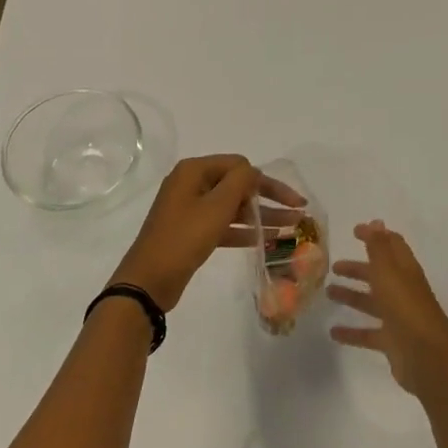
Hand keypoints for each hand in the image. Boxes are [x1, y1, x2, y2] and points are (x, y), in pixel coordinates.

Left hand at [110, 155, 304, 312]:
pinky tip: (268, 241)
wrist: (149, 281)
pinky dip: (244, 231)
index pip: (240, 166)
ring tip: (291, 229)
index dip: (268, 182)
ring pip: (233, 207)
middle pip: (238, 185)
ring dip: (261, 216)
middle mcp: (191, 184)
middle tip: (299, 213)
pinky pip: (224, 225)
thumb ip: (240, 182)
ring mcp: (190, 209)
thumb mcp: (216, 207)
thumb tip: (253, 171)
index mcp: (194, 170)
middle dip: (268, 199)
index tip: (292, 200)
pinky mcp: (192, 232)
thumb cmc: (183, 238)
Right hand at [329, 221, 447, 398]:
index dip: (375, 236)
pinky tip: (333, 333)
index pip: (391, 246)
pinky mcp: (392, 342)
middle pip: (379, 274)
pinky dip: (351, 332)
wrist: (428, 357)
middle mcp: (402, 291)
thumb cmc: (406, 307)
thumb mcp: (388, 272)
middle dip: (358, 268)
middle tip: (333, 266)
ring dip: (352, 296)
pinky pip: (368, 333)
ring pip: (371, 302)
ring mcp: (398, 317)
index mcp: (405, 270)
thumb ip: (378, 247)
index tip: (354, 231)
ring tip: (328, 293)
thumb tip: (375, 221)